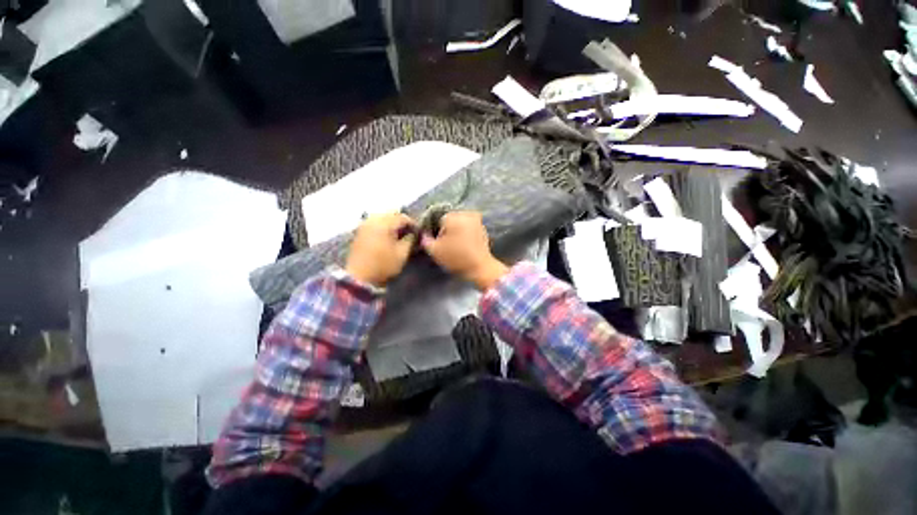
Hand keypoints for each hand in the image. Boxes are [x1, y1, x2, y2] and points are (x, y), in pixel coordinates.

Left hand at [346, 213, 416, 286]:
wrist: (359, 277)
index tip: (418, 232)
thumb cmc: (384, 264)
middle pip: (391, 214)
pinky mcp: (360, 231)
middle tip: (409, 232)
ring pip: (382, 217)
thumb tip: (413, 233)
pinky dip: (383, 226)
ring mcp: (364, 225)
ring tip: (399, 234)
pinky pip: (374, 223)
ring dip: (391, 223)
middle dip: (401, 221)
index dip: (413, 223)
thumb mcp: (402, 253)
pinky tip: (387, 236)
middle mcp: (373, 220)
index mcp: (384, 223)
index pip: (402, 217)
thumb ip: (410, 240)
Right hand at [420, 211, 508, 290]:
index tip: (439, 245)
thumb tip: (424, 235)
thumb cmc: (456, 258)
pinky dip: (466, 236)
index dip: (436, 233)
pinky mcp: (484, 230)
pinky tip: (465, 247)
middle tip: (447, 247)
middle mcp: (466, 214)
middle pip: (450, 221)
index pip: (438, 220)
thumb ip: (425, 240)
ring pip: (461, 225)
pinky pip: (470, 230)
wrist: (480, 268)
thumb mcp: (435, 251)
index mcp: (454, 216)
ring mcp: (477, 221)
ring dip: (457, 233)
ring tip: (456, 248)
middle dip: (447, 232)